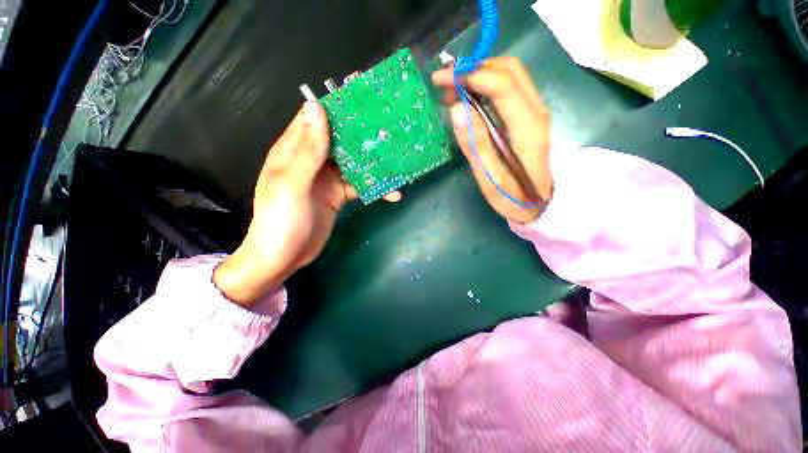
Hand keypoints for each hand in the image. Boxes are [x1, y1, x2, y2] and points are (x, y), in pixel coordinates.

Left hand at [214, 102, 399, 305]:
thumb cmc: (281, 221)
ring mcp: (327, 178)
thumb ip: (308, 150)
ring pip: (354, 162)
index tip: (365, 97)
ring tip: (398, 160)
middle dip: (363, 133)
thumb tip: (318, 107)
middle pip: (340, 138)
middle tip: (391, 128)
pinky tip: (392, 192)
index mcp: (294, 150)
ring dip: (374, 162)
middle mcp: (312, 160)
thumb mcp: (293, 184)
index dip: (337, 105)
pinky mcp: (338, 195)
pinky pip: (360, 185)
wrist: (284, 257)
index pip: (315, 117)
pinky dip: (375, 187)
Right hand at [432, 57, 552, 223]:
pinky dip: (486, 85)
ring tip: (453, 92)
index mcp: (527, 128)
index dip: (470, 76)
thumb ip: (474, 143)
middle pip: (508, 70)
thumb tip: (457, 109)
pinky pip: (510, 87)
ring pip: (510, 75)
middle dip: (473, 69)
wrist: (538, 203)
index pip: (502, 84)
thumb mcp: (488, 177)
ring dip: (479, 75)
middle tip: (445, 85)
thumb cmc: (512, 196)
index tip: (442, 81)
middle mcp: (536, 111)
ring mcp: (536, 111)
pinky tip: (469, 99)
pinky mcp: (530, 116)